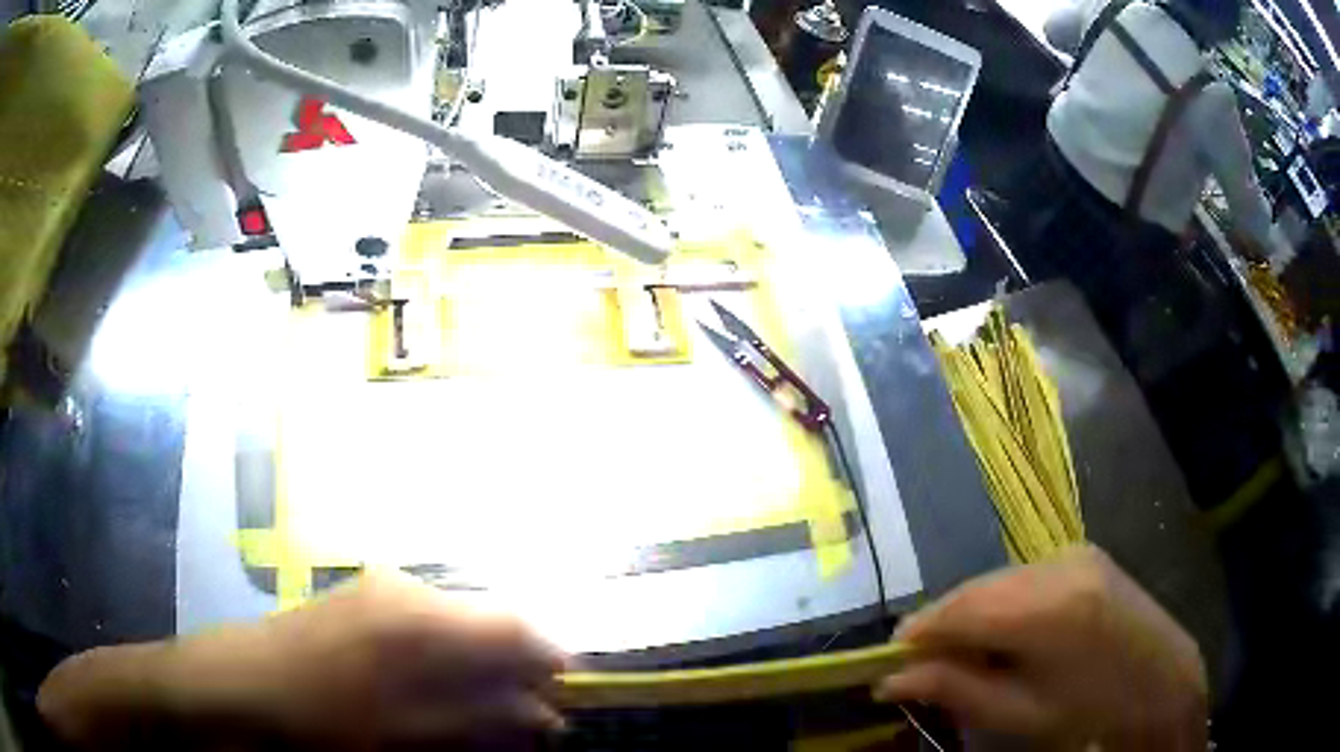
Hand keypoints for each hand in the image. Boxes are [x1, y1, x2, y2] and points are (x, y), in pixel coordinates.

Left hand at [39, 572, 568, 750]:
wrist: (232, 685)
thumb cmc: (319, 714)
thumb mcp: (407, 732)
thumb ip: (483, 722)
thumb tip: (550, 720)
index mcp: (421, 613)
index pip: (516, 625)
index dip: (553, 664)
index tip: (570, 704)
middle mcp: (407, 588)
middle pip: (489, 624)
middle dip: (517, 674)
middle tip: (527, 723)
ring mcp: (380, 592)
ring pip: (458, 629)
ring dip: (481, 673)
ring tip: (485, 719)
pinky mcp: (361, 607)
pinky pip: (426, 632)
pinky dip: (446, 667)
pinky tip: (437, 700)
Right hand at [874, 546, 1206, 750]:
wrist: (1161, 681)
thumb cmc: (1089, 710)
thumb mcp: (1019, 713)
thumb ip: (955, 689)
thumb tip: (891, 681)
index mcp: (1046, 609)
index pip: (958, 610)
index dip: (916, 634)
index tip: (888, 662)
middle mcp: (1058, 565)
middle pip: (975, 588)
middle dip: (941, 625)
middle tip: (923, 666)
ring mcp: (1074, 552)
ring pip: (997, 579)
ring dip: (970, 613)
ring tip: (965, 654)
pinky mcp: (1083, 552)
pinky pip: (1022, 574)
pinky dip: (1000, 602)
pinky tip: (1005, 634)